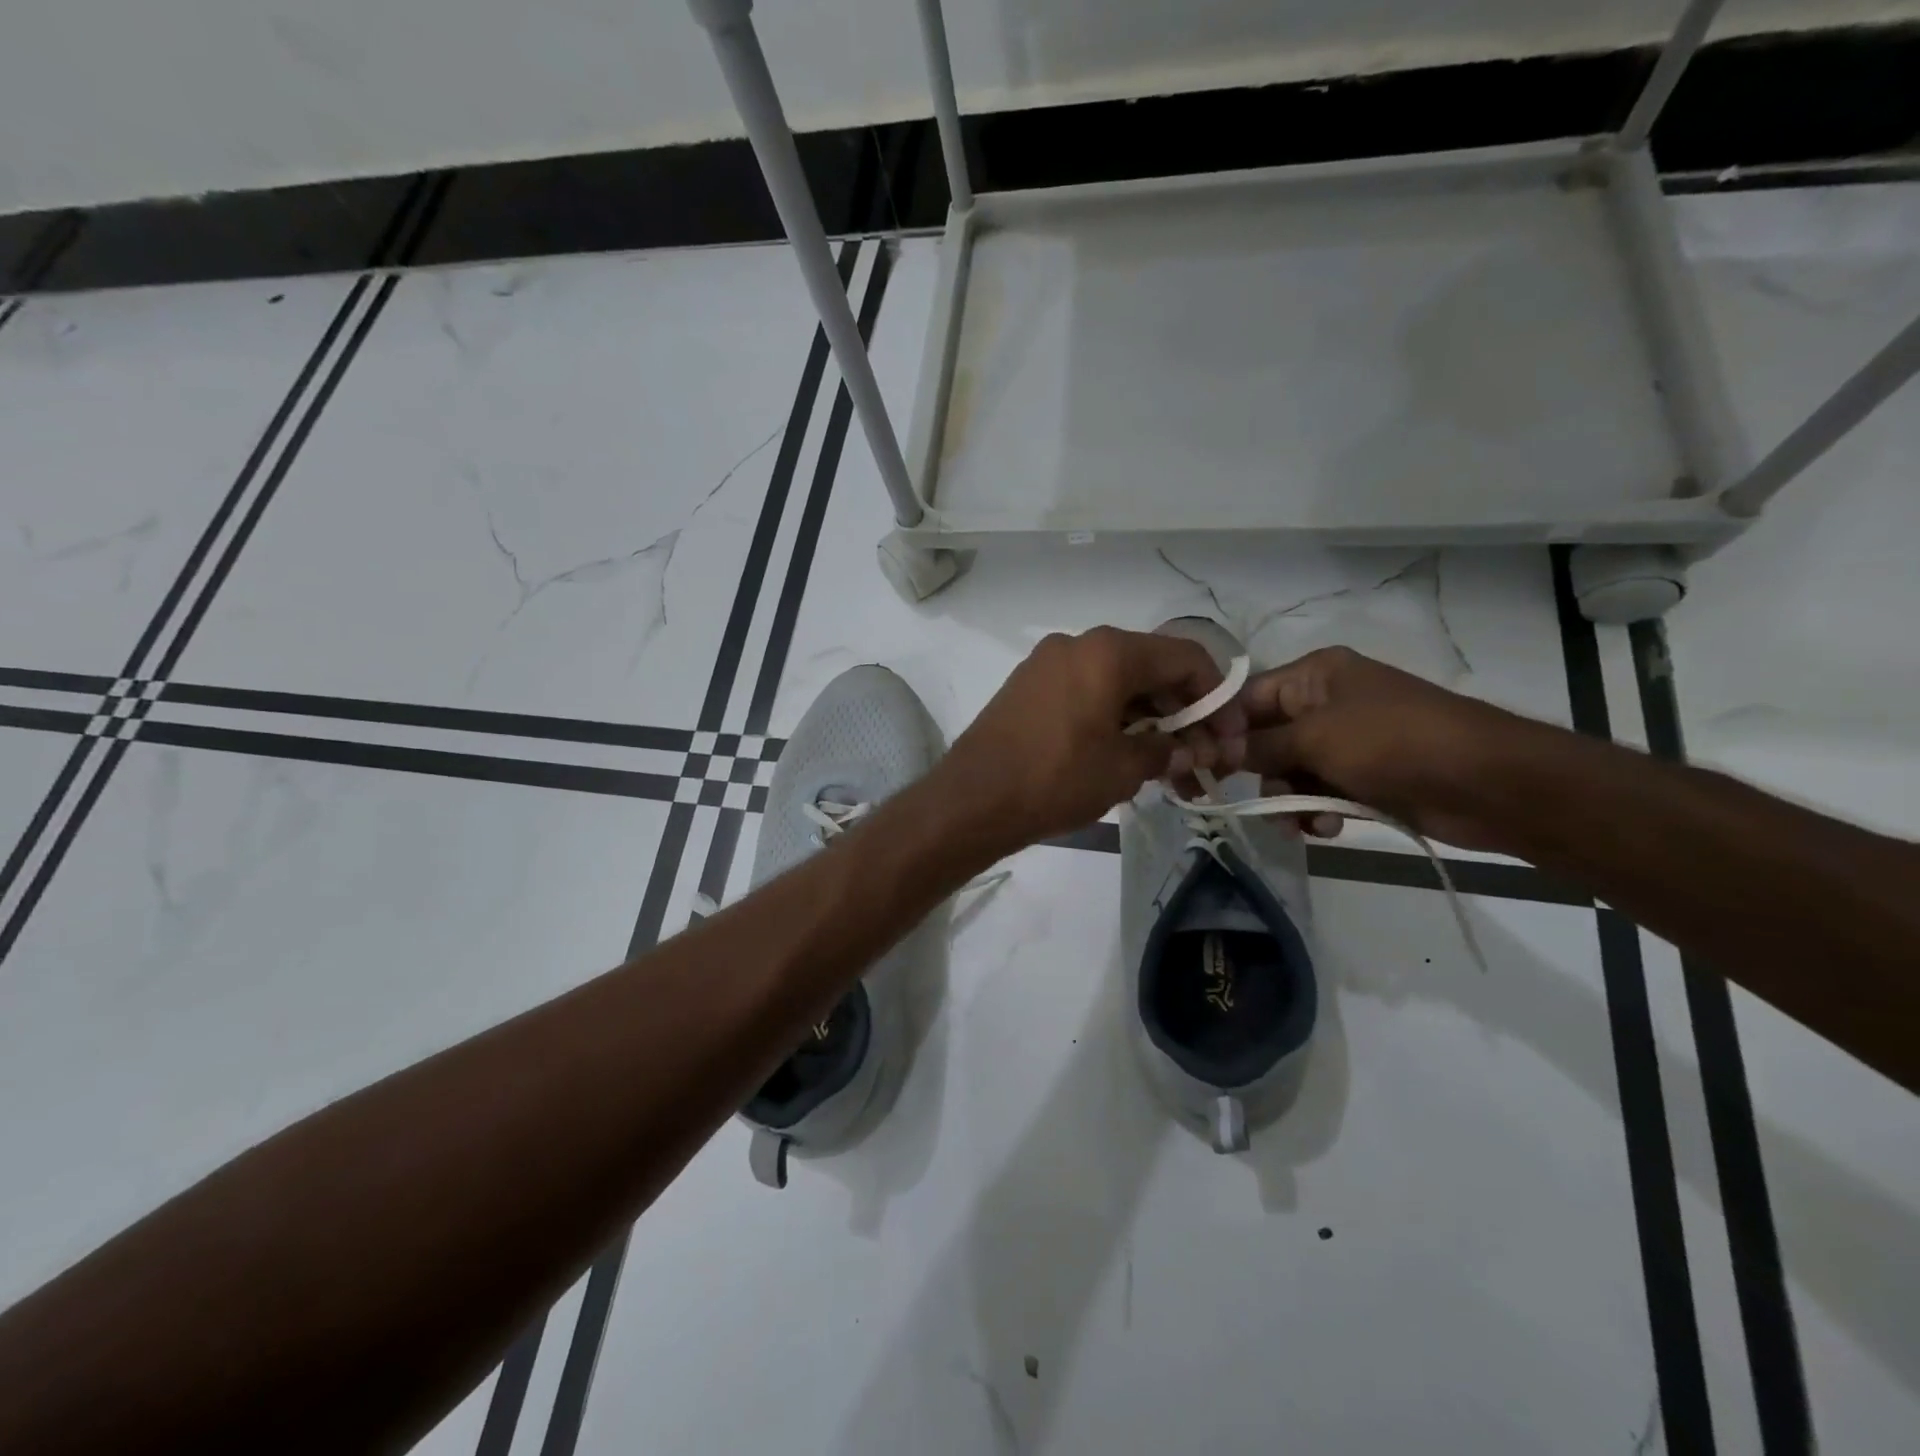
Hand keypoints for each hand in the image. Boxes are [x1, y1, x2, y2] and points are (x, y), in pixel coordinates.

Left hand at [938, 627, 1246, 850]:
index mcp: (1109, 651)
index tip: (1230, 738)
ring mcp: (1047, 663)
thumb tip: (1188, 750)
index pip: (1186, 658)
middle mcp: (1078, 644)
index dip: (1217, 697)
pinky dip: (1113, 718)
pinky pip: (1086, 692)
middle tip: (1203, 759)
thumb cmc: (1055, 779)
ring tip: (1169, 768)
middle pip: (1151, 668)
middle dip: (1184, 713)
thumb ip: (1166, 750)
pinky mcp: (1028, 687)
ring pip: (1117, 683)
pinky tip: (1127, 755)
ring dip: (1149, 720)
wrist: (971, 799)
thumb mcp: (1123, 769)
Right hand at [1239, 646, 1538, 851]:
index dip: (1222, 732)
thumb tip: (1216, 752)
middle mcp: (1325, 703)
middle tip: (1249, 804)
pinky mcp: (1362, 776)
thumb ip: (1259, 746)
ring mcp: (1345, 741)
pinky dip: (1316, 811)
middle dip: (1258, 774)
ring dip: (1288, 800)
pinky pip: (1319, 792)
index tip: (1200, 766)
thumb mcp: (1316, 738)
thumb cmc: (1394, 742)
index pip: (1246, 698)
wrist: (1488, 783)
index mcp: (1314, 675)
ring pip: (1289, 772)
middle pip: (1264, 738)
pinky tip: (1328, 827)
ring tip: (1299, 824)